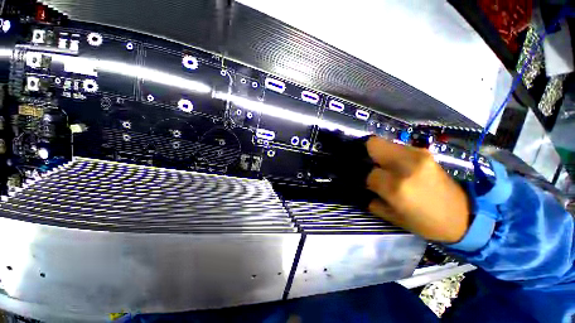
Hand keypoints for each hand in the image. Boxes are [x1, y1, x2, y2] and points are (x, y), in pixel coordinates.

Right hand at [365, 137, 469, 242]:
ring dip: (377, 153)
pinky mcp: (425, 152)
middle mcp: (406, 165)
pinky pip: (397, 147)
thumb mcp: (392, 216)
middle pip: (373, 145)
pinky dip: (390, 153)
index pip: (368, 173)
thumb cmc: (426, 222)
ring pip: (384, 143)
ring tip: (379, 165)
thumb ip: (371, 199)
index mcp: (397, 187)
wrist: (464, 216)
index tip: (363, 181)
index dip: (363, 177)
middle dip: (364, 153)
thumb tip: (361, 186)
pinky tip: (394, 164)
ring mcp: (417, 155)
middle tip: (365, 165)